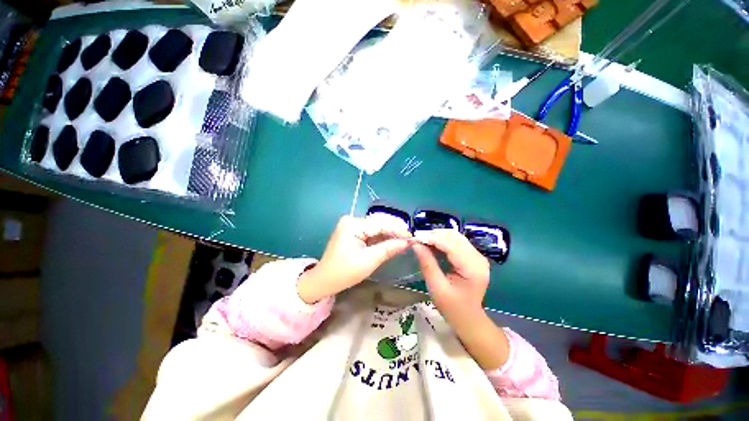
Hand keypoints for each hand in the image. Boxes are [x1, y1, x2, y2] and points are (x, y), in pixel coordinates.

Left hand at [297, 214, 412, 303]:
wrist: (324, 280)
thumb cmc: (344, 272)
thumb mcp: (369, 261)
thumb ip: (388, 249)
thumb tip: (408, 242)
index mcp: (353, 225)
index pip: (380, 224)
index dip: (398, 230)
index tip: (412, 237)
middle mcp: (352, 220)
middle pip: (379, 223)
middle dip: (395, 231)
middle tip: (410, 239)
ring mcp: (351, 225)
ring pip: (376, 227)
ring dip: (390, 234)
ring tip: (404, 240)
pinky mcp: (353, 231)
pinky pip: (371, 232)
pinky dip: (381, 237)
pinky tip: (392, 241)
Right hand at [412, 229, 489, 324]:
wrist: (469, 318)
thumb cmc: (452, 307)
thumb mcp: (436, 287)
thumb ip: (427, 264)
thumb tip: (416, 244)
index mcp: (472, 268)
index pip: (451, 245)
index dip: (432, 238)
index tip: (415, 237)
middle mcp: (478, 258)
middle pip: (454, 237)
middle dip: (434, 235)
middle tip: (417, 238)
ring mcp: (477, 256)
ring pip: (455, 236)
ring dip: (438, 236)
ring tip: (423, 240)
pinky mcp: (473, 256)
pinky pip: (456, 241)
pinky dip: (443, 240)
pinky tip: (432, 244)